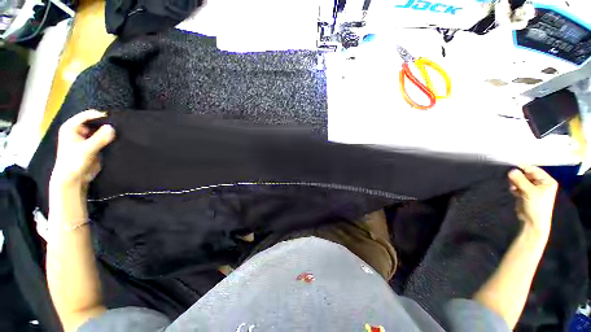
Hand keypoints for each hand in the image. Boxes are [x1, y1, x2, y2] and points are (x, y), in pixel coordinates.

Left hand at [50, 110, 114, 191]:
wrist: (73, 179)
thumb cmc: (74, 163)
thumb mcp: (87, 150)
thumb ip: (99, 138)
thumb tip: (112, 127)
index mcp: (71, 127)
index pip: (88, 115)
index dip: (101, 116)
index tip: (115, 121)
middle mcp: (78, 130)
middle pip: (95, 122)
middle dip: (106, 125)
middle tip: (120, 128)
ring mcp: (86, 138)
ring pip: (100, 130)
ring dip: (109, 132)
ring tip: (120, 134)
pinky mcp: (93, 145)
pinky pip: (103, 138)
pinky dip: (110, 139)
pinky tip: (117, 141)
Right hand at [508, 165, 557, 238]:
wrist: (532, 222)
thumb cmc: (536, 206)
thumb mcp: (529, 192)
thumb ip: (520, 180)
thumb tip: (511, 170)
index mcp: (547, 181)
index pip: (534, 170)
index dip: (524, 168)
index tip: (511, 166)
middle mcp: (541, 184)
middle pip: (527, 175)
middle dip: (518, 176)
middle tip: (510, 179)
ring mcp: (534, 189)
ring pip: (522, 180)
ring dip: (515, 182)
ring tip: (513, 187)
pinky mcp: (526, 193)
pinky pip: (518, 186)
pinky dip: (514, 187)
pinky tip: (513, 191)